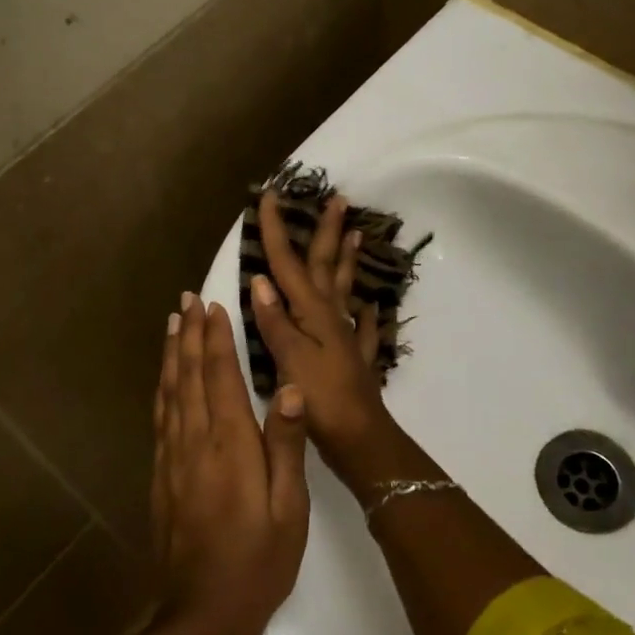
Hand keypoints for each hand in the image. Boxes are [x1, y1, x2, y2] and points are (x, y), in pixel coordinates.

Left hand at [151, 292, 310, 634]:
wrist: (203, 613)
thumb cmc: (259, 561)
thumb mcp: (289, 508)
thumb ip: (287, 446)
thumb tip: (292, 389)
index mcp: (230, 446)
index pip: (220, 378)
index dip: (216, 339)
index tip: (213, 305)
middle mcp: (195, 443)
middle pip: (188, 377)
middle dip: (188, 335)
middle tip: (187, 299)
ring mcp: (172, 460)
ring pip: (169, 394)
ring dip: (170, 355)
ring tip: (172, 324)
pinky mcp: (161, 478)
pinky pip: (160, 420)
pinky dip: (161, 390)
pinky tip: (164, 381)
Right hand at [250, 189, 397, 478]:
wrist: (359, 438)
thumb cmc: (319, 399)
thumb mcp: (289, 359)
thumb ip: (275, 321)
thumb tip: (261, 279)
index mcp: (311, 314)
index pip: (289, 264)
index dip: (277, 231)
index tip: (271, 196)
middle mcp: (331, 319)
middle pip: (326, 267)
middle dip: (327, 233)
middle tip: (339, 199)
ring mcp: (346, 339)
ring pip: (345, 291)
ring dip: (349, 262)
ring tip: (357, 236)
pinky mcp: (356, 361)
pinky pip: (363, 331)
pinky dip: (367, 317)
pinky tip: (373, 309)